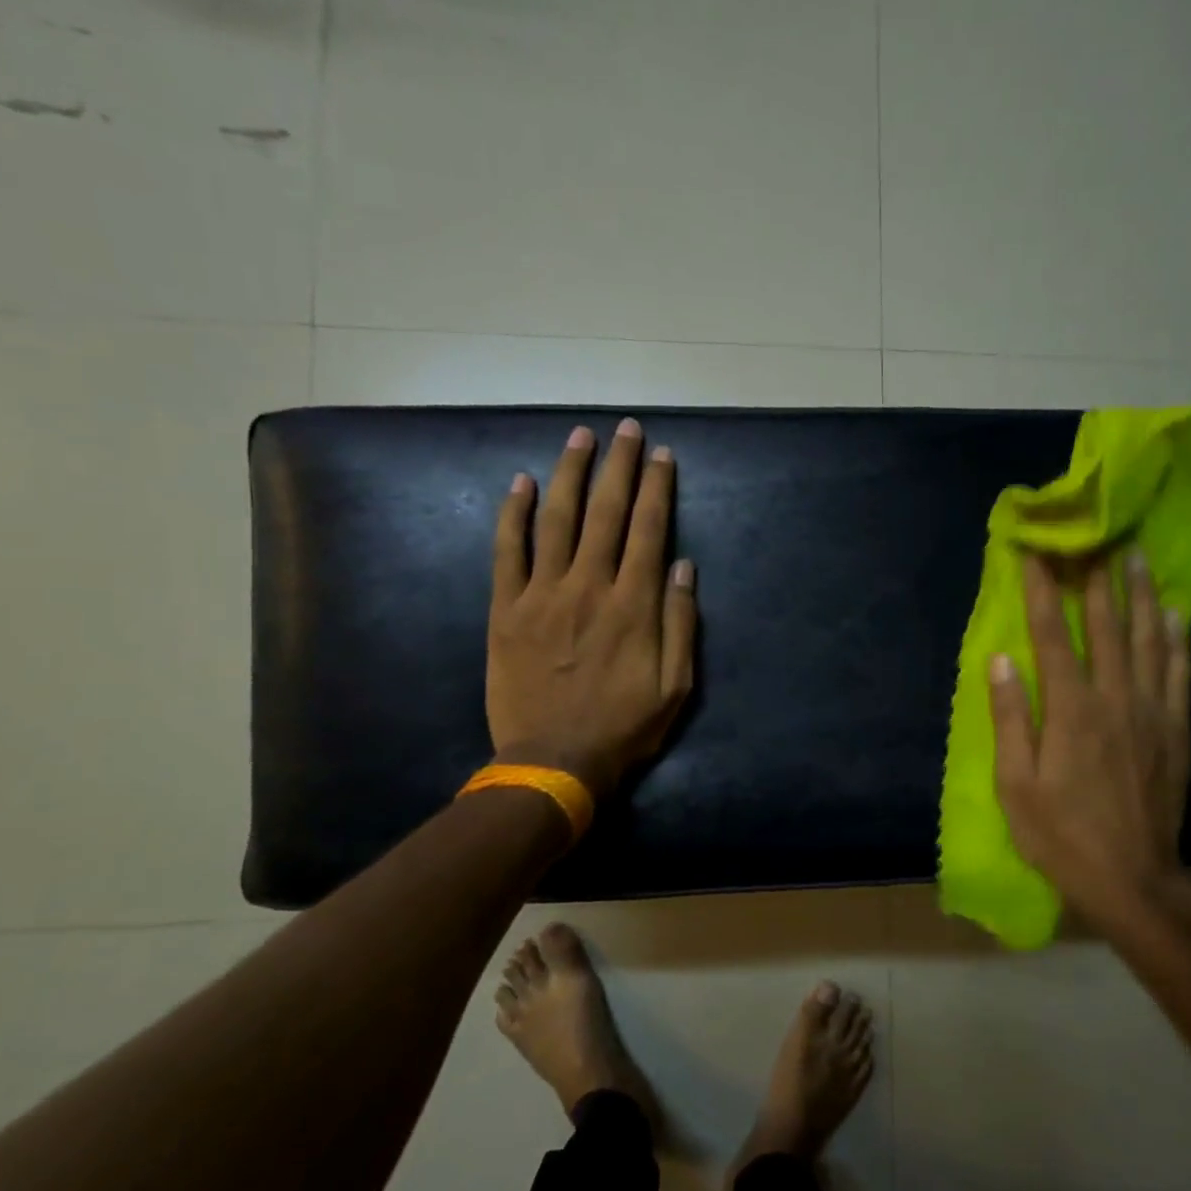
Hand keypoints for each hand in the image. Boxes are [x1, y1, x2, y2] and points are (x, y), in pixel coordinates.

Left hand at [487, 419, 697, 797]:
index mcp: (633, 604)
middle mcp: (588, 586)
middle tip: (625, 428)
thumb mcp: (676, 686)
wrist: (553, 761)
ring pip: (556, 519)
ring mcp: (542, 595)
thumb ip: (680, 623)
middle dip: (619, 465)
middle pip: (606, 512)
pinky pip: (507, 552)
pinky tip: (519, 483)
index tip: (661, 454)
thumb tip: (684, 567)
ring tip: (580, 438)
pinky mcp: (505, 610)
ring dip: (569, 474)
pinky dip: (512, 514)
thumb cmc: (623, 727)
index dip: (657, 487)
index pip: (649, 530)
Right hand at [989, 551, 1190, 930]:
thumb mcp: (1015, 783)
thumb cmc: (1060, 833)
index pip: (1051, 634)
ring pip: (1148, 638)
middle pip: (1105, 625)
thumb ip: (1009, 717)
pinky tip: (1169, 613)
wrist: (1133, 878)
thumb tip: (1000, 659)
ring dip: (1139, 593)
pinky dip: (1174, 636)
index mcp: (1070, 709)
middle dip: (1094, 577)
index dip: (1042, 590)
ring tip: (1135, 556)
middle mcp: (1115, 697)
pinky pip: (1178, 670)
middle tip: (1091, 537)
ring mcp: (1152, 711)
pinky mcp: (1177, 728)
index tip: (1035, 552)